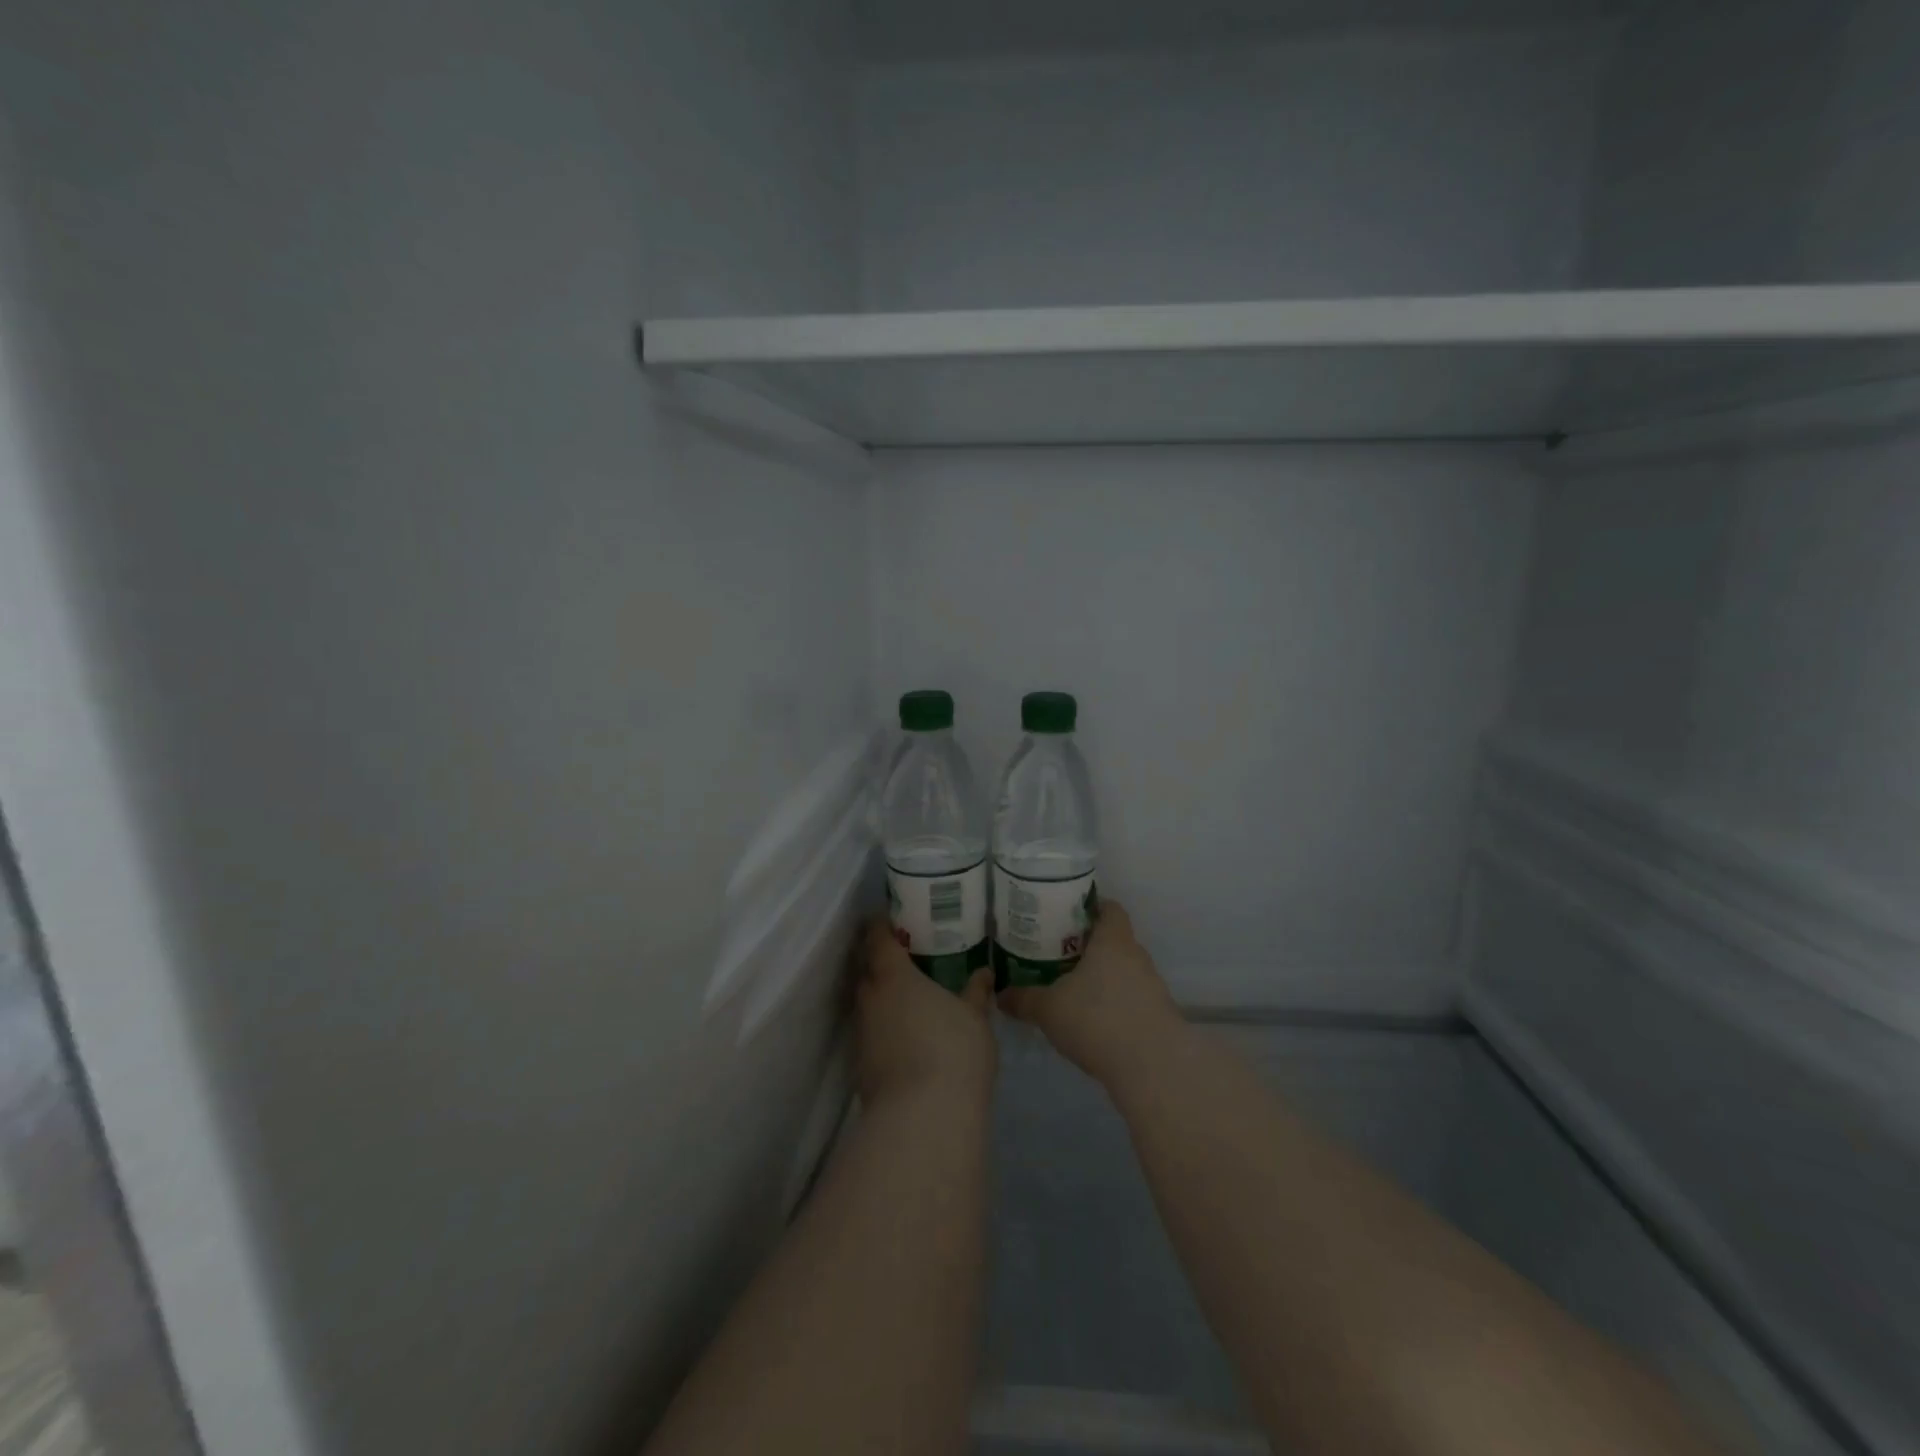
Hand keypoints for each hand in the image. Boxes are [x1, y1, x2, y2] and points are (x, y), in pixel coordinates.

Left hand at [855, 919, 995, 1108]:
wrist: (922, 1119)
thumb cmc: (953, 1052)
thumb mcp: (975, 1018)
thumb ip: (975, 993)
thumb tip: (984, 972)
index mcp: (893, 976)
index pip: (877, 938)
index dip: (881, 925)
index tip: (893, 919)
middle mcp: (869, 999)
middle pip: (866, 970)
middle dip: (880, 961)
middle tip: (906, 958)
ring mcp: (861, 1035)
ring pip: (867, 1004)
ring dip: (882, 998)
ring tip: (909, 998)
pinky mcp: (861, 1067)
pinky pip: (871, 1034)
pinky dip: (884, 1028)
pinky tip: (906, 1037)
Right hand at [997, 900, 1181, 1087]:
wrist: (1153, 1068)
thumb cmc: (1097, 1020)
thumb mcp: (1048, 1009)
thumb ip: (1023, 999)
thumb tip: (1000, 995)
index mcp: (1113, 941)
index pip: (1110, 909)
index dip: (1091, 908)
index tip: (1067, 918)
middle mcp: (1137, 956)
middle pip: (1115, 940)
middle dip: (1090, 947)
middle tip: (1060, 955)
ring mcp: (1153, 986)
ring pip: (1125, 971)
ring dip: (1104, 978)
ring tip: (1075, 991)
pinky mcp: (1160, 1015)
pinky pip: (1134, 999)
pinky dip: (1116, 1004)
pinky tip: (1096, 1022)